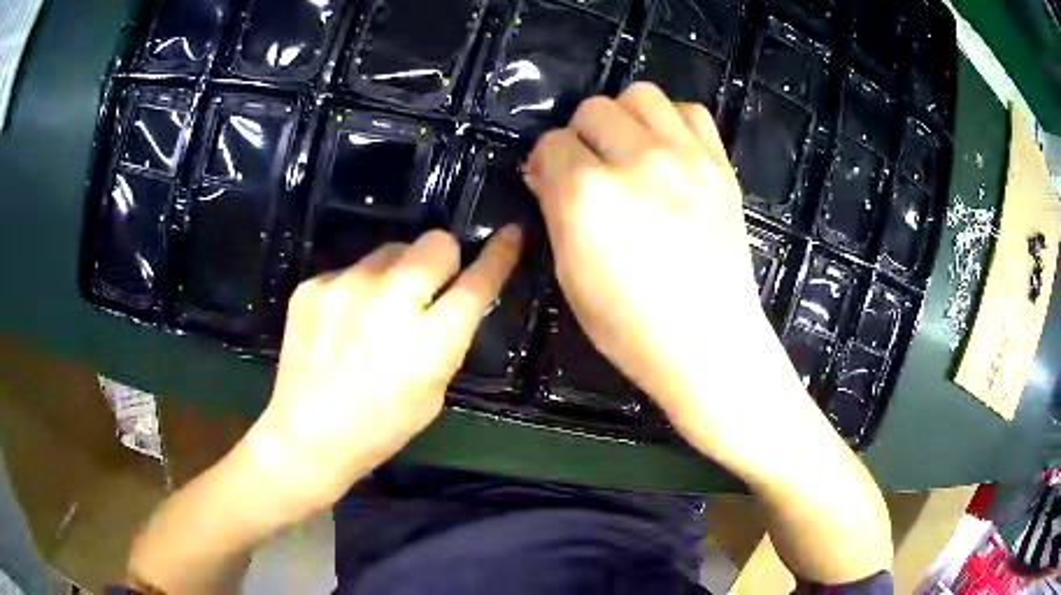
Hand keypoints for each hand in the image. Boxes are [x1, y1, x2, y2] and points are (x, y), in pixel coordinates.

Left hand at [248, 228, 521, 510]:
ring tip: (376, 310)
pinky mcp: (313, 286)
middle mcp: (389, 305)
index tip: (511, 234)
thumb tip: (451, 300)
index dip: (498, 256)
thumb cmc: (380, 427)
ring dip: (396, 272)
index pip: (476, 284)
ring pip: (391, 250)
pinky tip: (342, 322)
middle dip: (442, 258)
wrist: (307, 436)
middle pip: (435, 243)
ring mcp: (345, 289)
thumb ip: (447, 342)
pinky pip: (352, 269)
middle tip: (428, 287)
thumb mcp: (433, 394)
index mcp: (428, 344)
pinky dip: (357, 288)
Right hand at [524, 83, 799, 461]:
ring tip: (630, 150)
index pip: (550, 144)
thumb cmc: (630, 326)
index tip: (551, 181)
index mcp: (588, 195)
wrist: (709, 340)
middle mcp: (636, 160)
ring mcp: (686, 158)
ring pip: (641, 95)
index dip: (545, 163)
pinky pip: (690, 112)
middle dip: (581, 136)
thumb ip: (554, 210)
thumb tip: (546, 172)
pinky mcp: (720, 165)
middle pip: (593, 109)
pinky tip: (669, 151)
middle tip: (592, 168)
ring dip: (625, 117)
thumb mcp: (570, 273)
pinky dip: (672, 123)